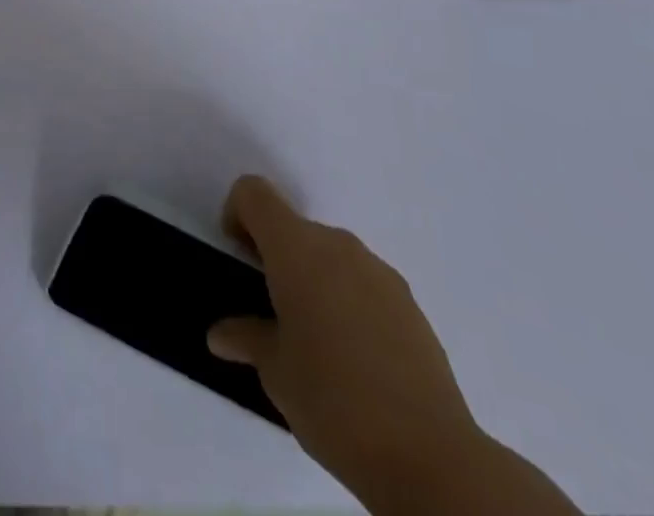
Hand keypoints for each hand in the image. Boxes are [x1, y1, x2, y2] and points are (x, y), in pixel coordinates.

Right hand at [207, 176, 484, 511]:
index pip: (254, 194)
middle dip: (276, 256)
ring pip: (331, 255)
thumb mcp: (275, 373)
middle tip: (270, 310)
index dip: (237, 214)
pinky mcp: (410, 304)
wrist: (432, 458)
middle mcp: (338, 245)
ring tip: (315, 342)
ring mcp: (379, 272)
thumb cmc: (334, 401)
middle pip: (294, 227)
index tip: (238, 258)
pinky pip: (363, 284)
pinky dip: (347, 301)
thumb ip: (247, 338)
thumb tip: (221, 334)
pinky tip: (355, 360)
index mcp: (297, 249)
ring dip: (313, 279)